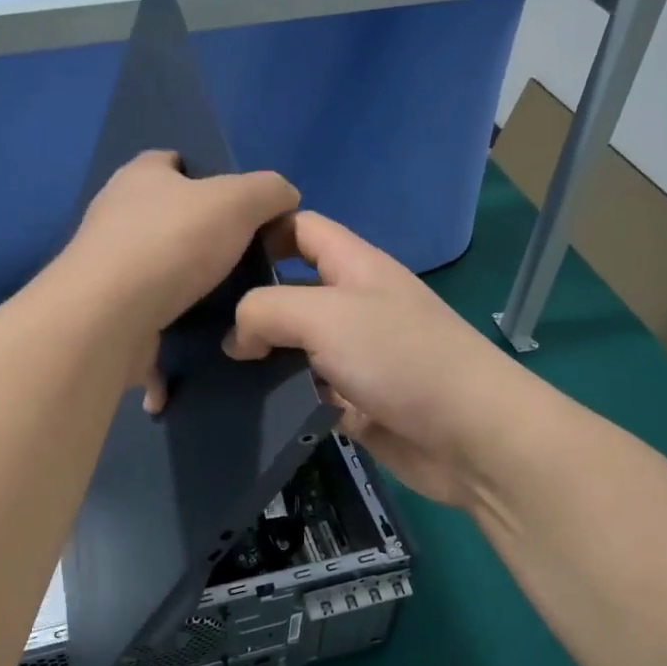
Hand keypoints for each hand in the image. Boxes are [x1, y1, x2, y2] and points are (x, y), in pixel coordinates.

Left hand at [58, 151, 299, 410]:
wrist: (111, 317)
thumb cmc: (172, 242)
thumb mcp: (237, 201)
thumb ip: (268, 191)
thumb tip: (286, 197)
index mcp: (140, 176)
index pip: (173, 161)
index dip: (207, 176)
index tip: (241, 207)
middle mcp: (116, 215)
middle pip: (167, 218)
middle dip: (202, 236)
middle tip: (245, 259)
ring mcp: (107, 267)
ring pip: (159, 270)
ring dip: (189, 286)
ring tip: (232, 302)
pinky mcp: (108, 312)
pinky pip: (151, 316)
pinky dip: (174, 327)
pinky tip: (203, 340)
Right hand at [224, 211, 536, 506]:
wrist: (469, 436)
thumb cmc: (399, 357)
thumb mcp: (324, 315)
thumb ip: (266, 311)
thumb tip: (235, 338)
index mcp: (354, 267)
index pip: (300, 229)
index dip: (260, 232)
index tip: (211, 257)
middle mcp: (354, 306)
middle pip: (291, 291)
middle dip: (249, 304)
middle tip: (197, 322)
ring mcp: (356, 357)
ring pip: (295, 348)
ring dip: (261, 359)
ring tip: (210, 368)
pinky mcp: (355, 402)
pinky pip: (308, 393)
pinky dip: (283, 398)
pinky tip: (246, 405)